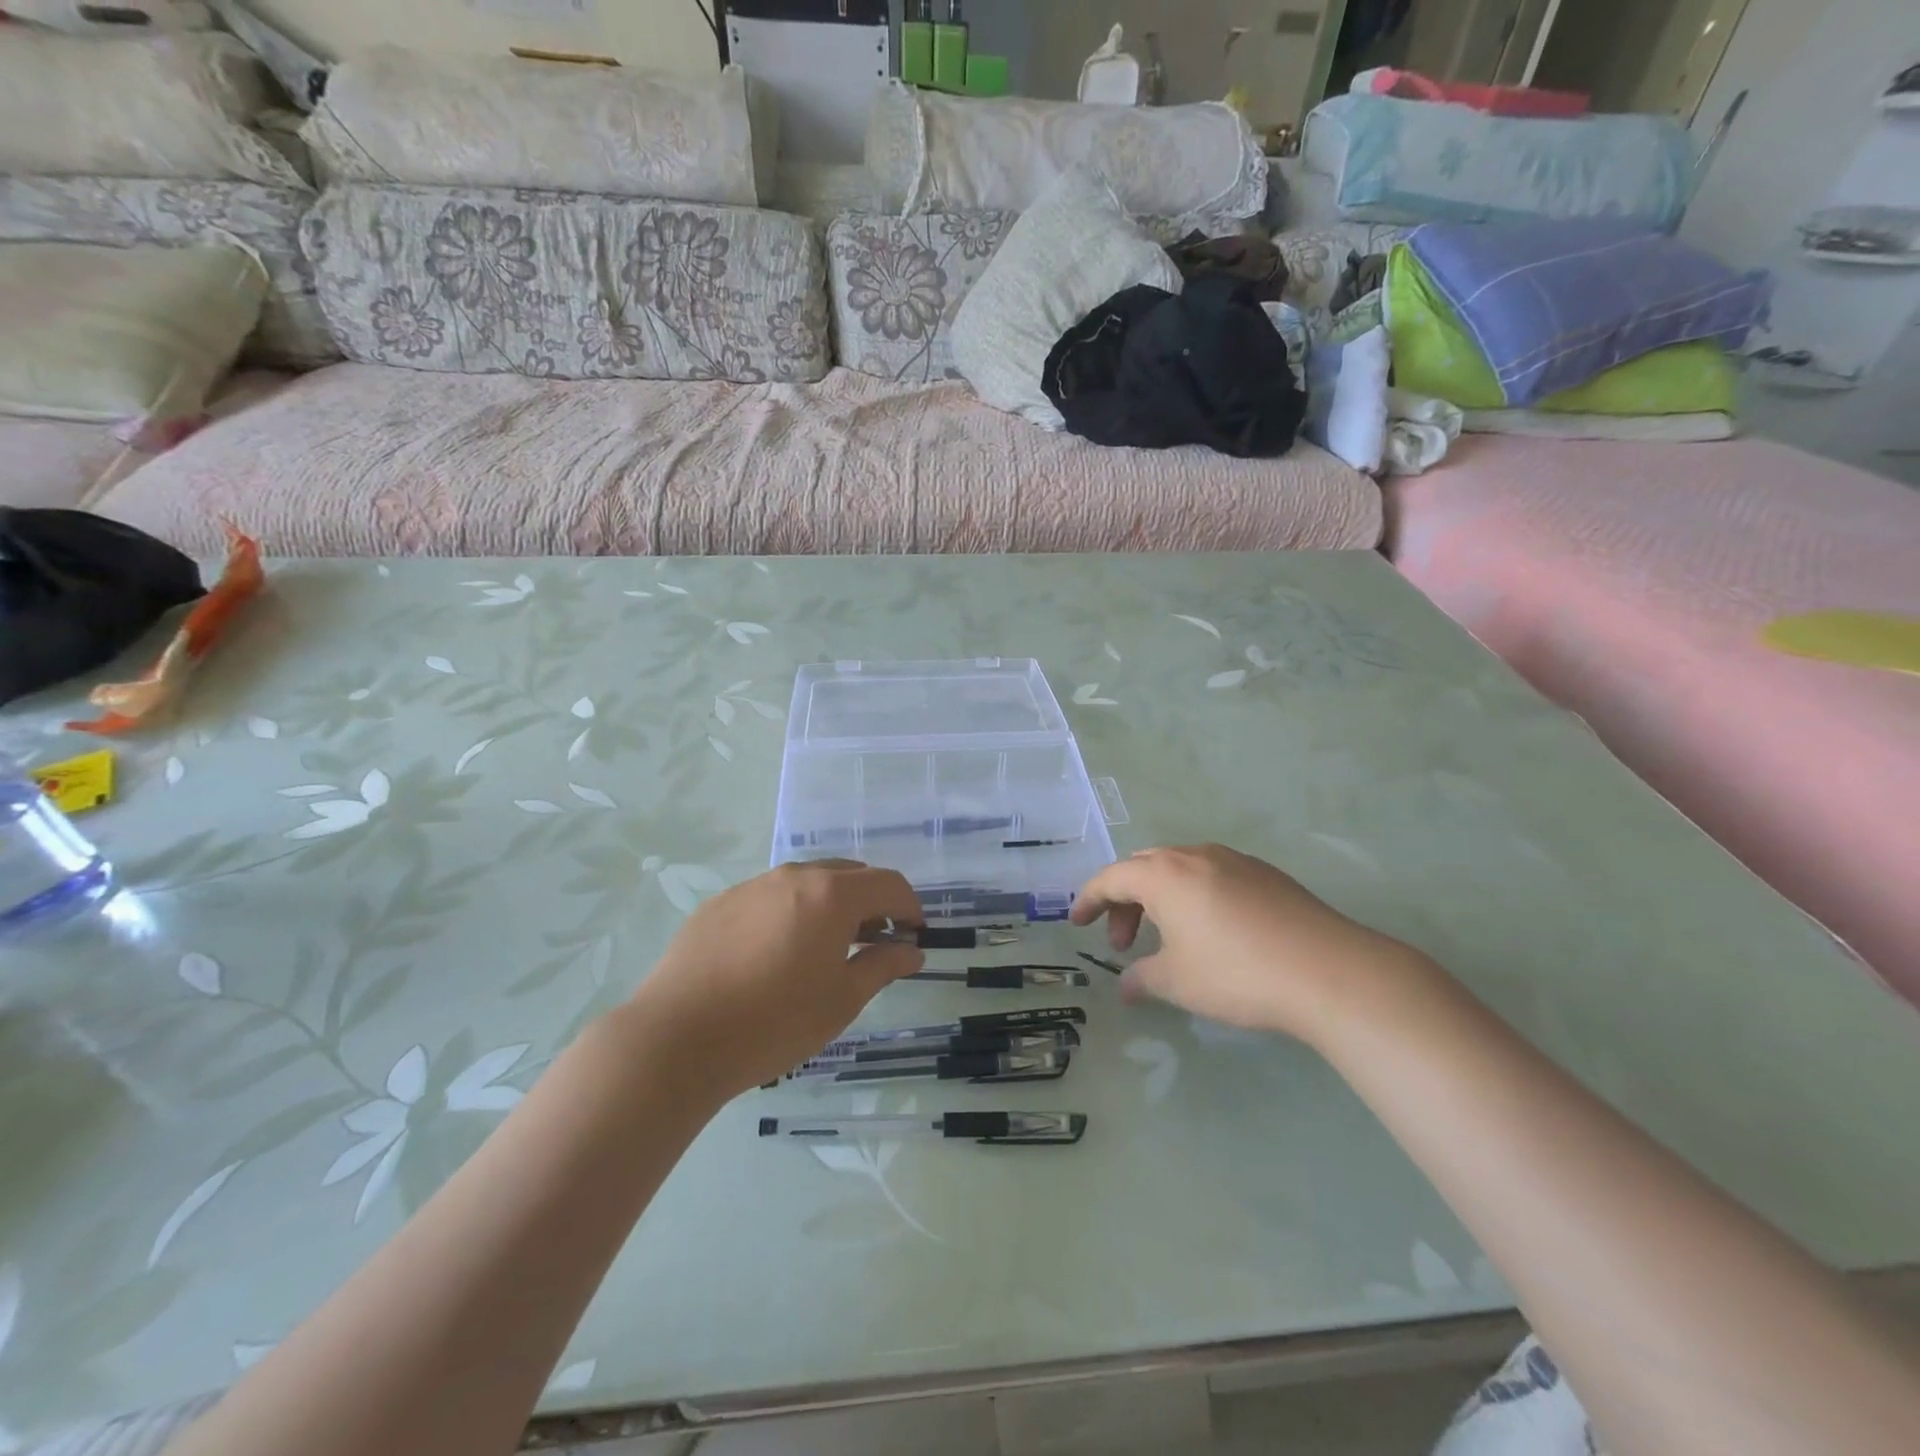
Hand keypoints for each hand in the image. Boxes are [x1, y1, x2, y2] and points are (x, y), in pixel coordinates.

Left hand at [630, 861, 924, 1097]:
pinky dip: (790, 913)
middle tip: (875, 942)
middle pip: (849, 875)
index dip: (910, 907)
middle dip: (871, 902)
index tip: (914, 936)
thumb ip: (882, 966)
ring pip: (807, 882)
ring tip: (825, 949)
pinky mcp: (720, 903)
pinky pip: (770, 897)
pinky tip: (775, 955)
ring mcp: (752, 886)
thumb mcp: (841, 1000)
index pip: (888, 884)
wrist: (677, 1038)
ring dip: (830, 905)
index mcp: (831, 894)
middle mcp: (793, 877)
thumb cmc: (774, 1022)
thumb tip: (911, 951)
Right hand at [1070, 845, 1424, 1045]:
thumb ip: (1143, 979)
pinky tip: (1211, 930)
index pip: (1111, 878)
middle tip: (1123, 941)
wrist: (1329, 971)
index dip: (1089, 900)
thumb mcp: (1178, 982)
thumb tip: (1126, 987)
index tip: (1077, 923)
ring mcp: (1234, 860)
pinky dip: (1194, 895)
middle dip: (1124, 901)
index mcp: (1163, 875)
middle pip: (1143, 868)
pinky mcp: (1265, 874)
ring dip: (1160, 897)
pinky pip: (1212, 875)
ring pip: (1180, 868)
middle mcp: (1194, 856)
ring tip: (1167, 937)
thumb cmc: (1236, 974)